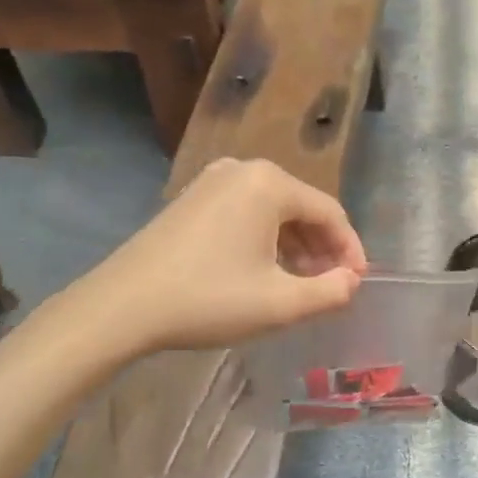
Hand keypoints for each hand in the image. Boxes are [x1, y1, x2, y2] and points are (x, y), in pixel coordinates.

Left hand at [78, 159, 366, 354]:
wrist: (121, 306)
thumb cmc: (209, 299)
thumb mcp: (280, 303)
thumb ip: (330, 292)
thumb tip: (350, 282)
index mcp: (270, 183)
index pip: (330, 212)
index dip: (350, 250)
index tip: (356, 284)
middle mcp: (243, 170)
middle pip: (301, 208)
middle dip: (321, 249)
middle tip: (330, 286)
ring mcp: (212, 181)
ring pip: (272, 212)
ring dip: (294, 247)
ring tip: (299, 285)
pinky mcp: (191, 199)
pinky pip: (244, 214)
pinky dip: (264, 241)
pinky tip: (262, 272)